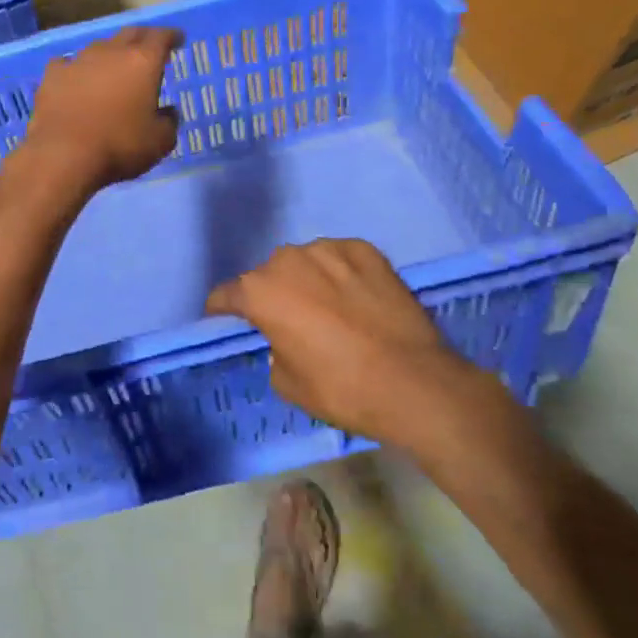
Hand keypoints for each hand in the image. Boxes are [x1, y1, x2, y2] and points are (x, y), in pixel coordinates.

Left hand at [8, 27, 180, 198]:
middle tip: (149, 48)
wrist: (62, 154)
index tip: (177, 39)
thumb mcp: (159, 142)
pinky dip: (77, 70)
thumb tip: (167, 112)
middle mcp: (111, 52)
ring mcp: (78, 60)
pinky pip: (68, 64)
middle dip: (143, 38)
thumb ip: (169, 122)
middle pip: (130, 34)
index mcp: (142, 62)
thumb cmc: (119, 146)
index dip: (171, 36)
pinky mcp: (52, 75)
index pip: (161, 37)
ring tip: (112, 68)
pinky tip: (75, 80)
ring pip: (99, 47)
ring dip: (109, 54)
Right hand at [207, 239, 516, 453]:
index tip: (227, 321)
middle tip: (290, 321)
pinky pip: (341, 258)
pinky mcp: (367, 250)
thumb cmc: (340, 388)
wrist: (414, 383)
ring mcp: (329, 249)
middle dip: (272, 294)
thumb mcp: (287, 382)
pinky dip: (341, 273)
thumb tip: (284, 337)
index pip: (225, 295)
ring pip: (305, 262)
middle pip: (268, 275)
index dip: (223, 311)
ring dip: (307, 280)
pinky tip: (357, 297)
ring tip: (329, 307)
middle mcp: (288, 259)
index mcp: (260, 291)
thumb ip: (273, 348)